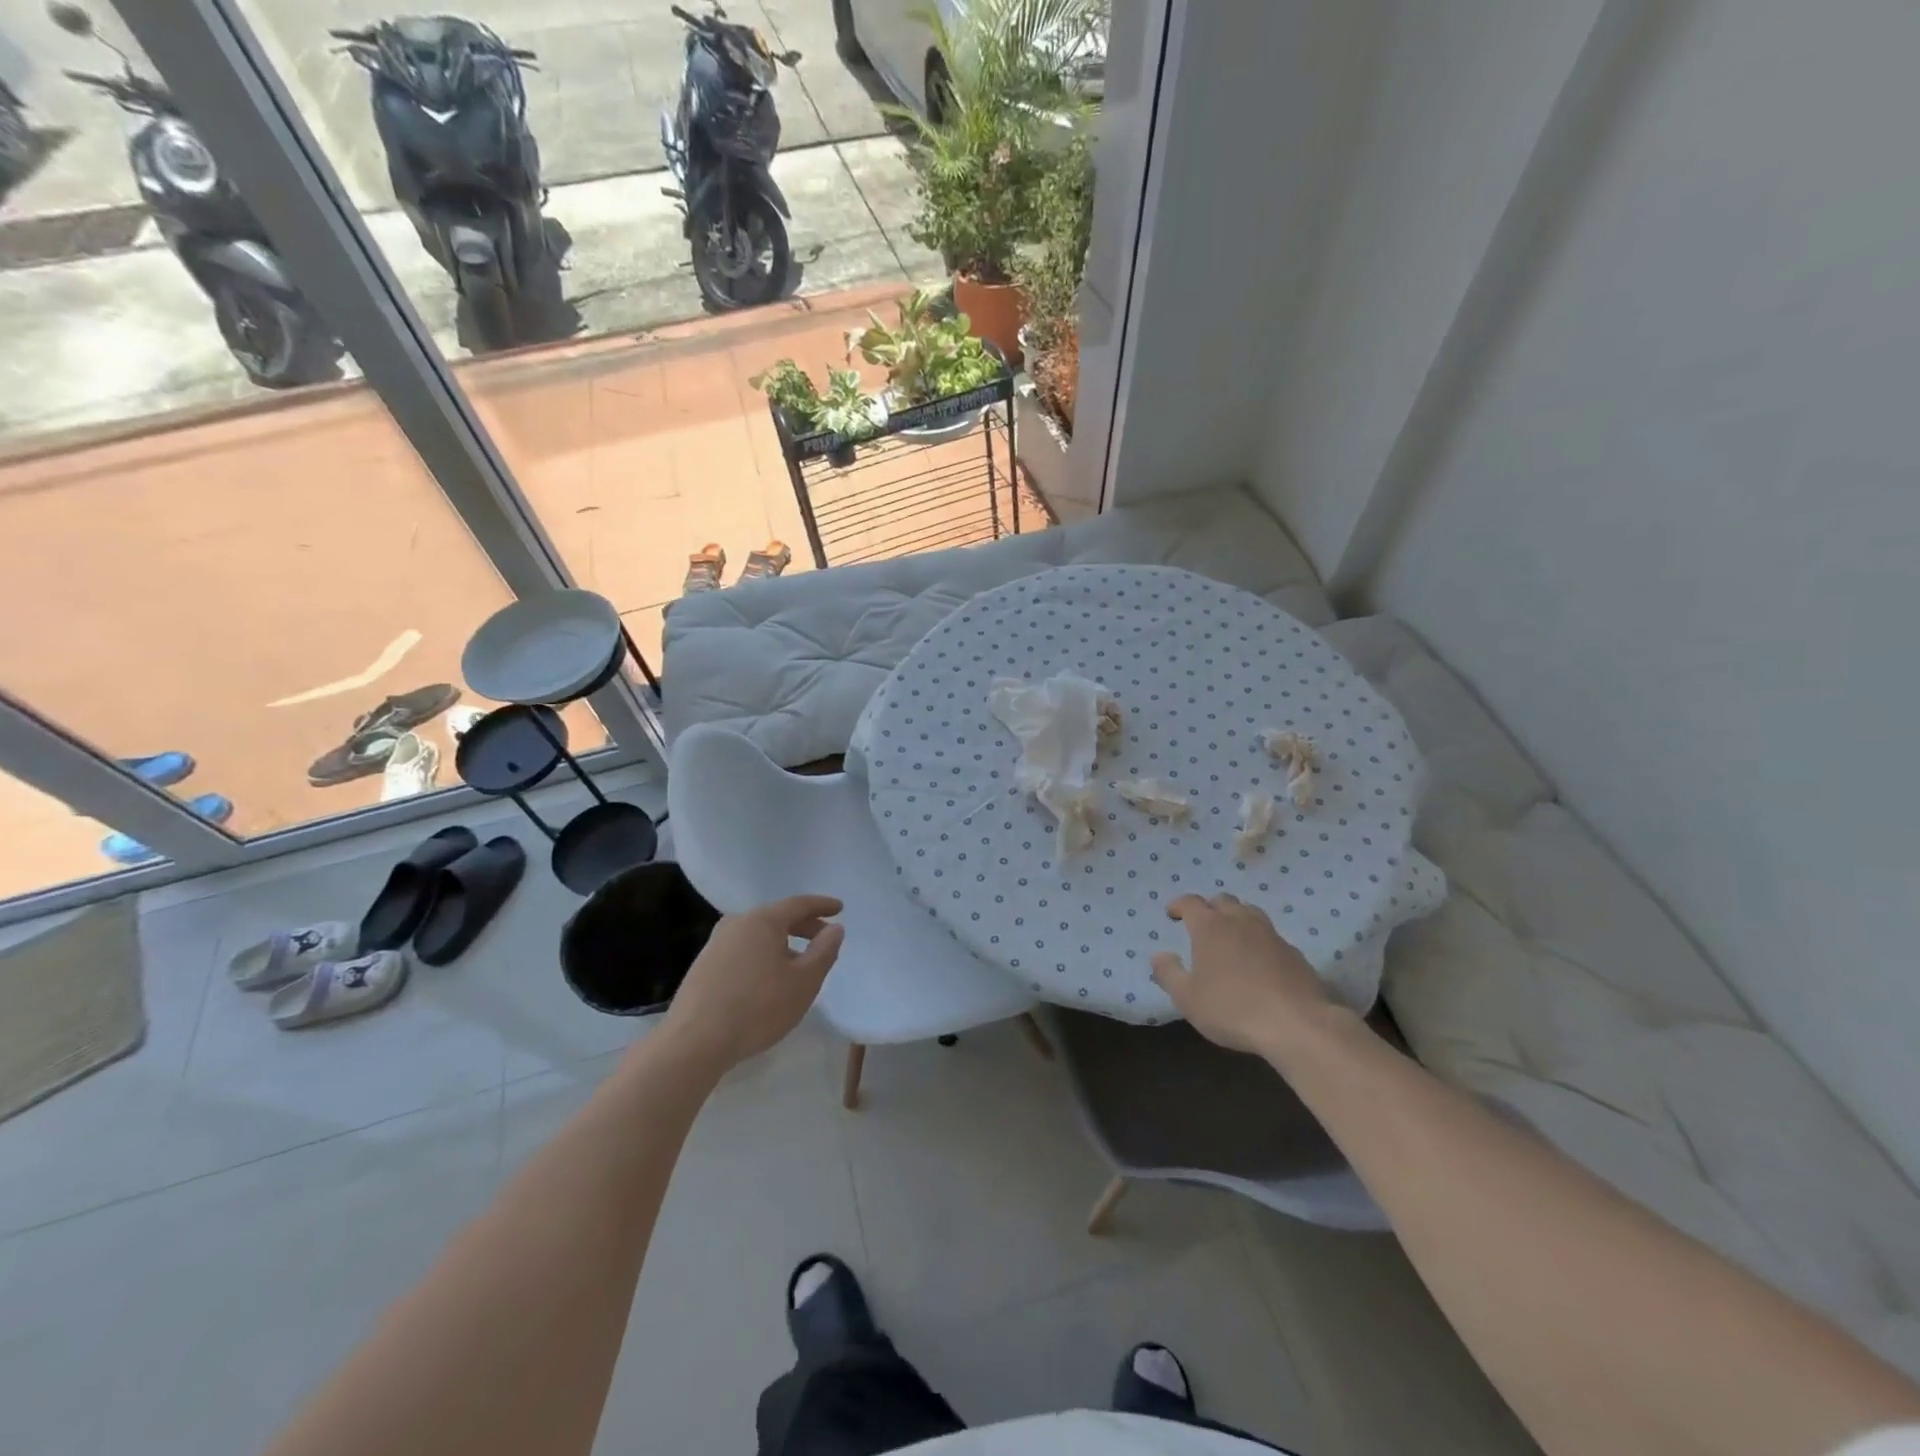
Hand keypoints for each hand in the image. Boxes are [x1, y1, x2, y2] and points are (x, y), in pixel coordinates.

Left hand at [662, 895, 844, 1072]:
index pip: (799, 904)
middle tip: (824, 939)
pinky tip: (768, 979)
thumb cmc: (758, 1008)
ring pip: (758, 935)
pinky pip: (743, 950)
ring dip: (782, 943)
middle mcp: (736, 923)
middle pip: (777, 917)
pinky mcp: (703, 966)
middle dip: (804, 926)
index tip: (840, 908)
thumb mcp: (804, 982)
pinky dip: (763, 955)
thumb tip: (835, 928)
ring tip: (798, 963)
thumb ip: (824, 951)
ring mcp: (715, 944)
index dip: (822, 905)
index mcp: (762, 920)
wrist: (694, 1042)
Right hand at [1151, 893, 1338, 1056]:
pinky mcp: (1293, 952)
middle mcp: (1240, 921)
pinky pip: (1270, 935)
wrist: (1297, 1024)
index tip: (1172, 914)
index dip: (1179, 905)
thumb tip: (1160, 955)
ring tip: (1231, 936)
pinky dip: (1258, 939)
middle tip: (1201, 925)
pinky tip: (1258, 960)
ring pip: (1250, 912)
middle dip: (1209, 908)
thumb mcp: (1187, 998)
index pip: (1191, 902)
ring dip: (1236, 918)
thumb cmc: (1232, 1008)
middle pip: (1223, 901)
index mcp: (1210, 927)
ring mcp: (1270, 934)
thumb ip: (1168, 973)